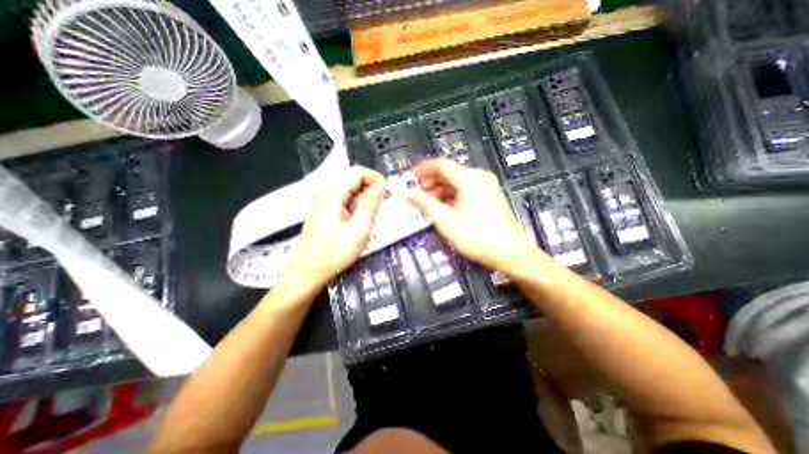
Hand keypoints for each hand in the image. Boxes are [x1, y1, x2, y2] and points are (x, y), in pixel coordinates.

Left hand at [284, 166, 384, 289]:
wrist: (308, 272)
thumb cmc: (333, 254)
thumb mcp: (357, 231)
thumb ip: (370, 206)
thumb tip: (381, 186)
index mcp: (332, 194)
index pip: (357, 172)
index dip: (375, 178)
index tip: (387, 193)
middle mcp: (326, 193)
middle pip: (353, 179)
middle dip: (372, 188)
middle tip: (384, 205)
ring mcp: (324, 202)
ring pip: (350, 189)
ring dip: (366, 197)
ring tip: (376, 213)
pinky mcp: (325, 211)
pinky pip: (345, 199)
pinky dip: (358, 204)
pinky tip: (363, 218)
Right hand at [404, 157, 550, 272]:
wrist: (509, 253)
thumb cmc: (476, 236)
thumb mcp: (445, 220)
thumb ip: (424, 203)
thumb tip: (406, 193)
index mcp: (469, 178)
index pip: (440, 164)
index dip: (421, 170)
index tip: (408, 179)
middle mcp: (479, 177)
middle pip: (448, 173)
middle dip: (429, 183)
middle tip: (415, 194)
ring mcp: (485, 187)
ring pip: (456, 183)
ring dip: (439, 191)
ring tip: (425, 204)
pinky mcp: (488, 197)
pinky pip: (464, 191)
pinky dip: (450, 197)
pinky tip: (441, 208)